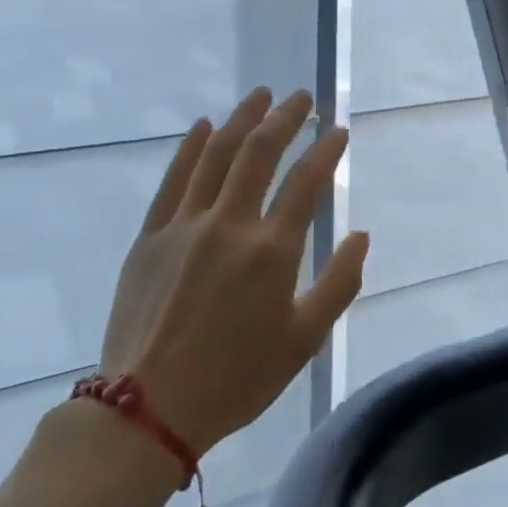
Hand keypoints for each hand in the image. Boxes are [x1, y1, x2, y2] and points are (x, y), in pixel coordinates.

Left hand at [102, 87, 368, 459]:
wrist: (147, 410)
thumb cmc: (237, 378)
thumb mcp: (305, 340)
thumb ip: (340, 283)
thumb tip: (360, 236)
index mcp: (272, 251)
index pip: (307, 182)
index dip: (327, 150)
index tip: (338, 130)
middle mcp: (229, 225)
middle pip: (260, 154)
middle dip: (286, 119)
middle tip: (303, 98)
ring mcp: (184, 226)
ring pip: (216, 155)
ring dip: (242, 120)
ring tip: (261, 96)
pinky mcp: (150, 237)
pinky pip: (174, 180)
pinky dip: (191, 147)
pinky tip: (205, 125)